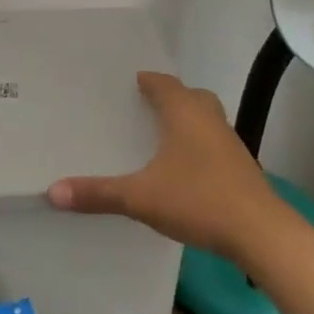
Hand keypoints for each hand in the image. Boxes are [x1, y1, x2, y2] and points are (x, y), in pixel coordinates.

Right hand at [47, 71, 286, 263]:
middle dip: (170, 97)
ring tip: (164, 134)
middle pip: (189, 96)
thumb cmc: (198, 200)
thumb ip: (98, 193)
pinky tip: (187, 167)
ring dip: (187, 120)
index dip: (148, 81)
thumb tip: (53, 191)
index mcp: (184, 112)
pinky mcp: (241, 166)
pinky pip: (214, 141)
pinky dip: (199, 143)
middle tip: (146, 106)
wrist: (260, 232)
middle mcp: (209, 118)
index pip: (164, 83)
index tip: (133, 82)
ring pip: (206, 118)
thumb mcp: (141, 197)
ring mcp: (229, 141)